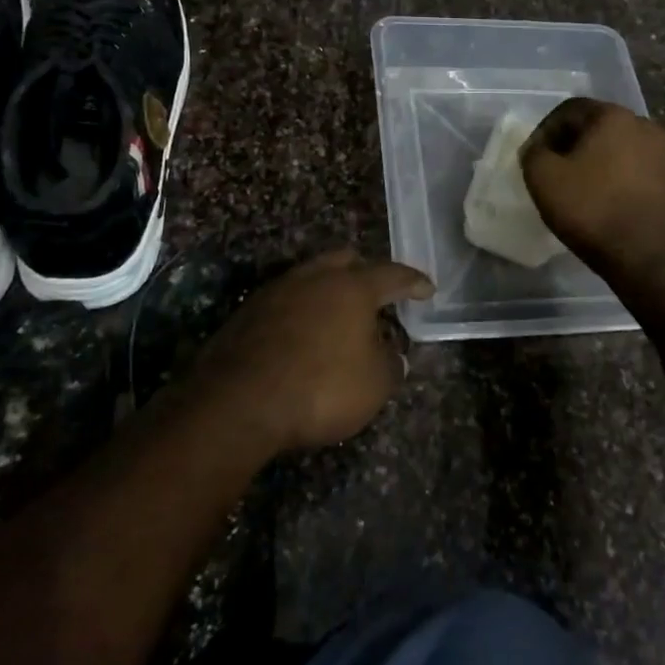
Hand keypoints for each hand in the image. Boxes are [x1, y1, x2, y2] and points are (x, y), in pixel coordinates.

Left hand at [198, 249, 433, 453]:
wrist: (237, 403)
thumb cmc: (320, 388)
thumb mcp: (374, 384)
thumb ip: (390, 363)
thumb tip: (390, 353)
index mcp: (352, 287)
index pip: (393, 275)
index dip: (413, 282)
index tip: (427, 289)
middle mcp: (314, 278)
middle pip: (346, 261)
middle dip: (366, 273)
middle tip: (378, 296)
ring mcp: (276, 291)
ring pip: (311, 277)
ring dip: (329, 292)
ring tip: (339, 318)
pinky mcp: (247, 313)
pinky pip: (286, 302)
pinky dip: (302, 312)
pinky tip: (304, 336)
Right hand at [522, 98, 664, 278]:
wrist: (647, 258)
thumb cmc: (592, 211)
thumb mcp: (543, 178)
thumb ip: (533, 152)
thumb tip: (538, 148)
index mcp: (614, 116)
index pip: (570, 110)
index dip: (545, 130)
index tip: (533, 157)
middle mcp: (646, 125)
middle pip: (598, 126)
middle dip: (573, 144)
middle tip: (554, 170)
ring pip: (620, 148)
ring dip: (598, 161)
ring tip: (580, 187)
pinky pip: (638, 169)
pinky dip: (618, 177)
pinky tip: (606, 200)